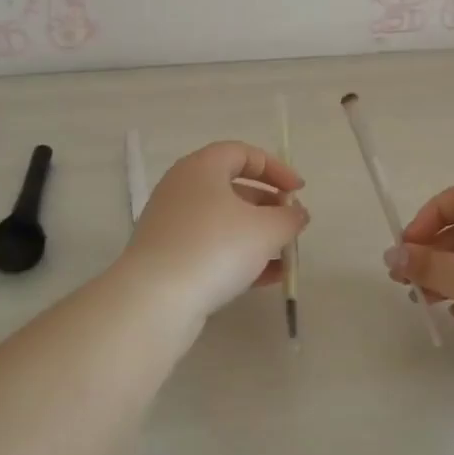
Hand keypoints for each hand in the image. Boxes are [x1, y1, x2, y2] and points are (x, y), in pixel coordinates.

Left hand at [122, 140, 309, 320]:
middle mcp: (183, 188)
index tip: (298, 191)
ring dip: (258, 235)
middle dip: (269, 206)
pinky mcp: (169, 257)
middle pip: (234, 188)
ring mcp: (172, 224)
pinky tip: (268, 278)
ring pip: (224, 221)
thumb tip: (296, 214)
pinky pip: (211, 247)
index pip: (243, 153)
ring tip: (286, 256)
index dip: (276, 169)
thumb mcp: (266, 230)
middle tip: (291, 225)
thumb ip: (289, 218)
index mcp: (202, 168)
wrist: (155, 301)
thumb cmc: (215, 248)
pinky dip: (239, 257)